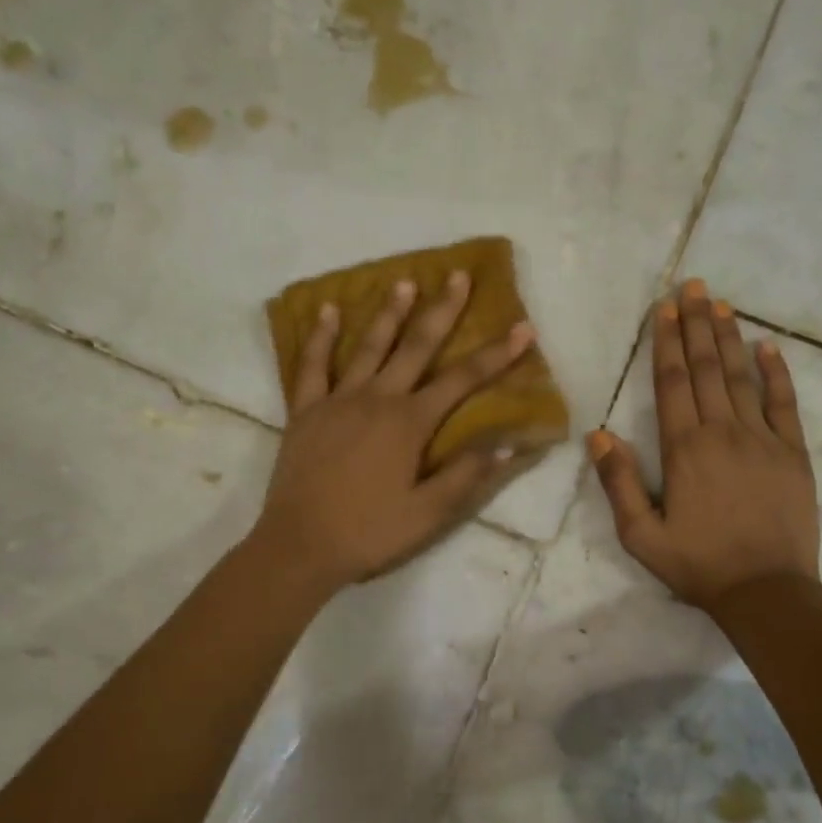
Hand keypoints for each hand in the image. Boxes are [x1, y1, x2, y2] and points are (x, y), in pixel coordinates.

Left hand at [254, 270, 535, 591]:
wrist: (299, 546)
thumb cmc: (369, 531)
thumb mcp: (428, 514)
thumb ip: (467, 475)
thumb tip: (508, 444)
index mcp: (410, 423)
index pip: (462, 380)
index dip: (496, 354)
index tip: (522, 328)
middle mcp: (377, 399)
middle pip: (416, 347)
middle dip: (442, 310)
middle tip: (458, 276)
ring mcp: (338, 400)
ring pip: (368, 347)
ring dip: (389, 313)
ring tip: (405, 282)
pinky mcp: (306, 411)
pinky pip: (312, 366)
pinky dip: (319, 338)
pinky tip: (327, 311)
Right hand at [587, 278, 819, 608]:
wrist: (767, 592)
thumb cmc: (698, 565)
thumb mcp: (641, 535)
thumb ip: (617, 484)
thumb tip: (597, 436)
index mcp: (683, 449)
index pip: (673, 382)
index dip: (667, 342)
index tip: (665, 308)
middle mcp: (722, 432)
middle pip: (706, 367)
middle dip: (697, 323)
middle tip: (693, 286)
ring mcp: (763, 439)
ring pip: (741, 376)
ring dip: (729, 337)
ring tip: (721, 303)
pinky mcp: (793, 452)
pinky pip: (785, 403)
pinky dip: (777, 372)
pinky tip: (769, 346)